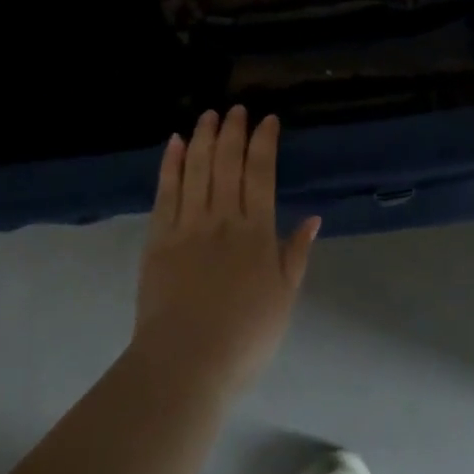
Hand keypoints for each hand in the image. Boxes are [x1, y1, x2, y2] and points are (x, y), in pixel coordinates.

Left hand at [131, 106, 320, 401]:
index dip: (265, 142)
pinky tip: (176, 143)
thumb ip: (296, 254)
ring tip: (208, 114)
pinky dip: (171, 164)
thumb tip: (314, 217)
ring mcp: (188, 225)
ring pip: (197, 169)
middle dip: (233, 131)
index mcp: (256, 231)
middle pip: (228, 162)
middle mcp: (223, 218)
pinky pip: (166, 191)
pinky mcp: (159, 238)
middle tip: (236, 108)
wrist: (185, 364)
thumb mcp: (284, 298)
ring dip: (204, 137)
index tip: (268, 120)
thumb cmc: (244, 337)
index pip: (262, 173)